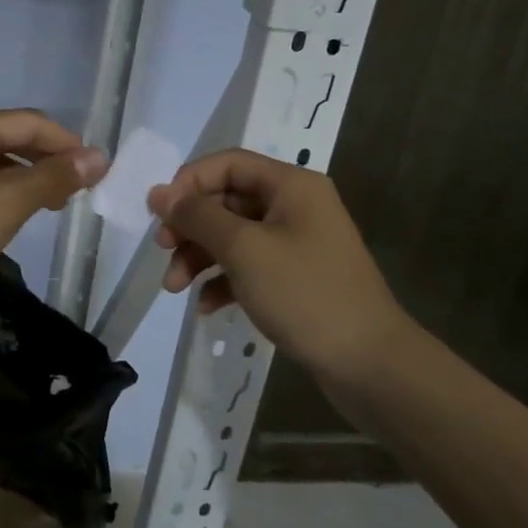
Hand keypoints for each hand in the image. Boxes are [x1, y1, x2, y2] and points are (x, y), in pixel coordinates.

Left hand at [0, 109, 107, 316]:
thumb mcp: (7, 202)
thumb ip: (53, 177)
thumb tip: (98, 157)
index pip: (29, 122)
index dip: (67, 143)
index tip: (97, 171)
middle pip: (12, 138)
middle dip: (48, 160)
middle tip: (79, 191)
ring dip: (28, 179)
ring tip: (54, 205)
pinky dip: (4, 194)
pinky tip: (16, 216)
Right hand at [148, 149, 422, 390]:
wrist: (369, 364)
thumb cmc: (305, 294)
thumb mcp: (243, 249)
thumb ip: (197, 216)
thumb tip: (158, 194)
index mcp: (291, 186)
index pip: (227, 164)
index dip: (189, 183)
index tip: (161, 215)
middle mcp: (295, 206)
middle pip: (227, 200)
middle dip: (190, 226)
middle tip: (163, 251)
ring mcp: (296, 243)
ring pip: (233, 236)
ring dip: (200, 256)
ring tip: (175, 287)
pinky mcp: (295, 278)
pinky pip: (248, 266)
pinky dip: (223, 280)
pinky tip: (206, 306)